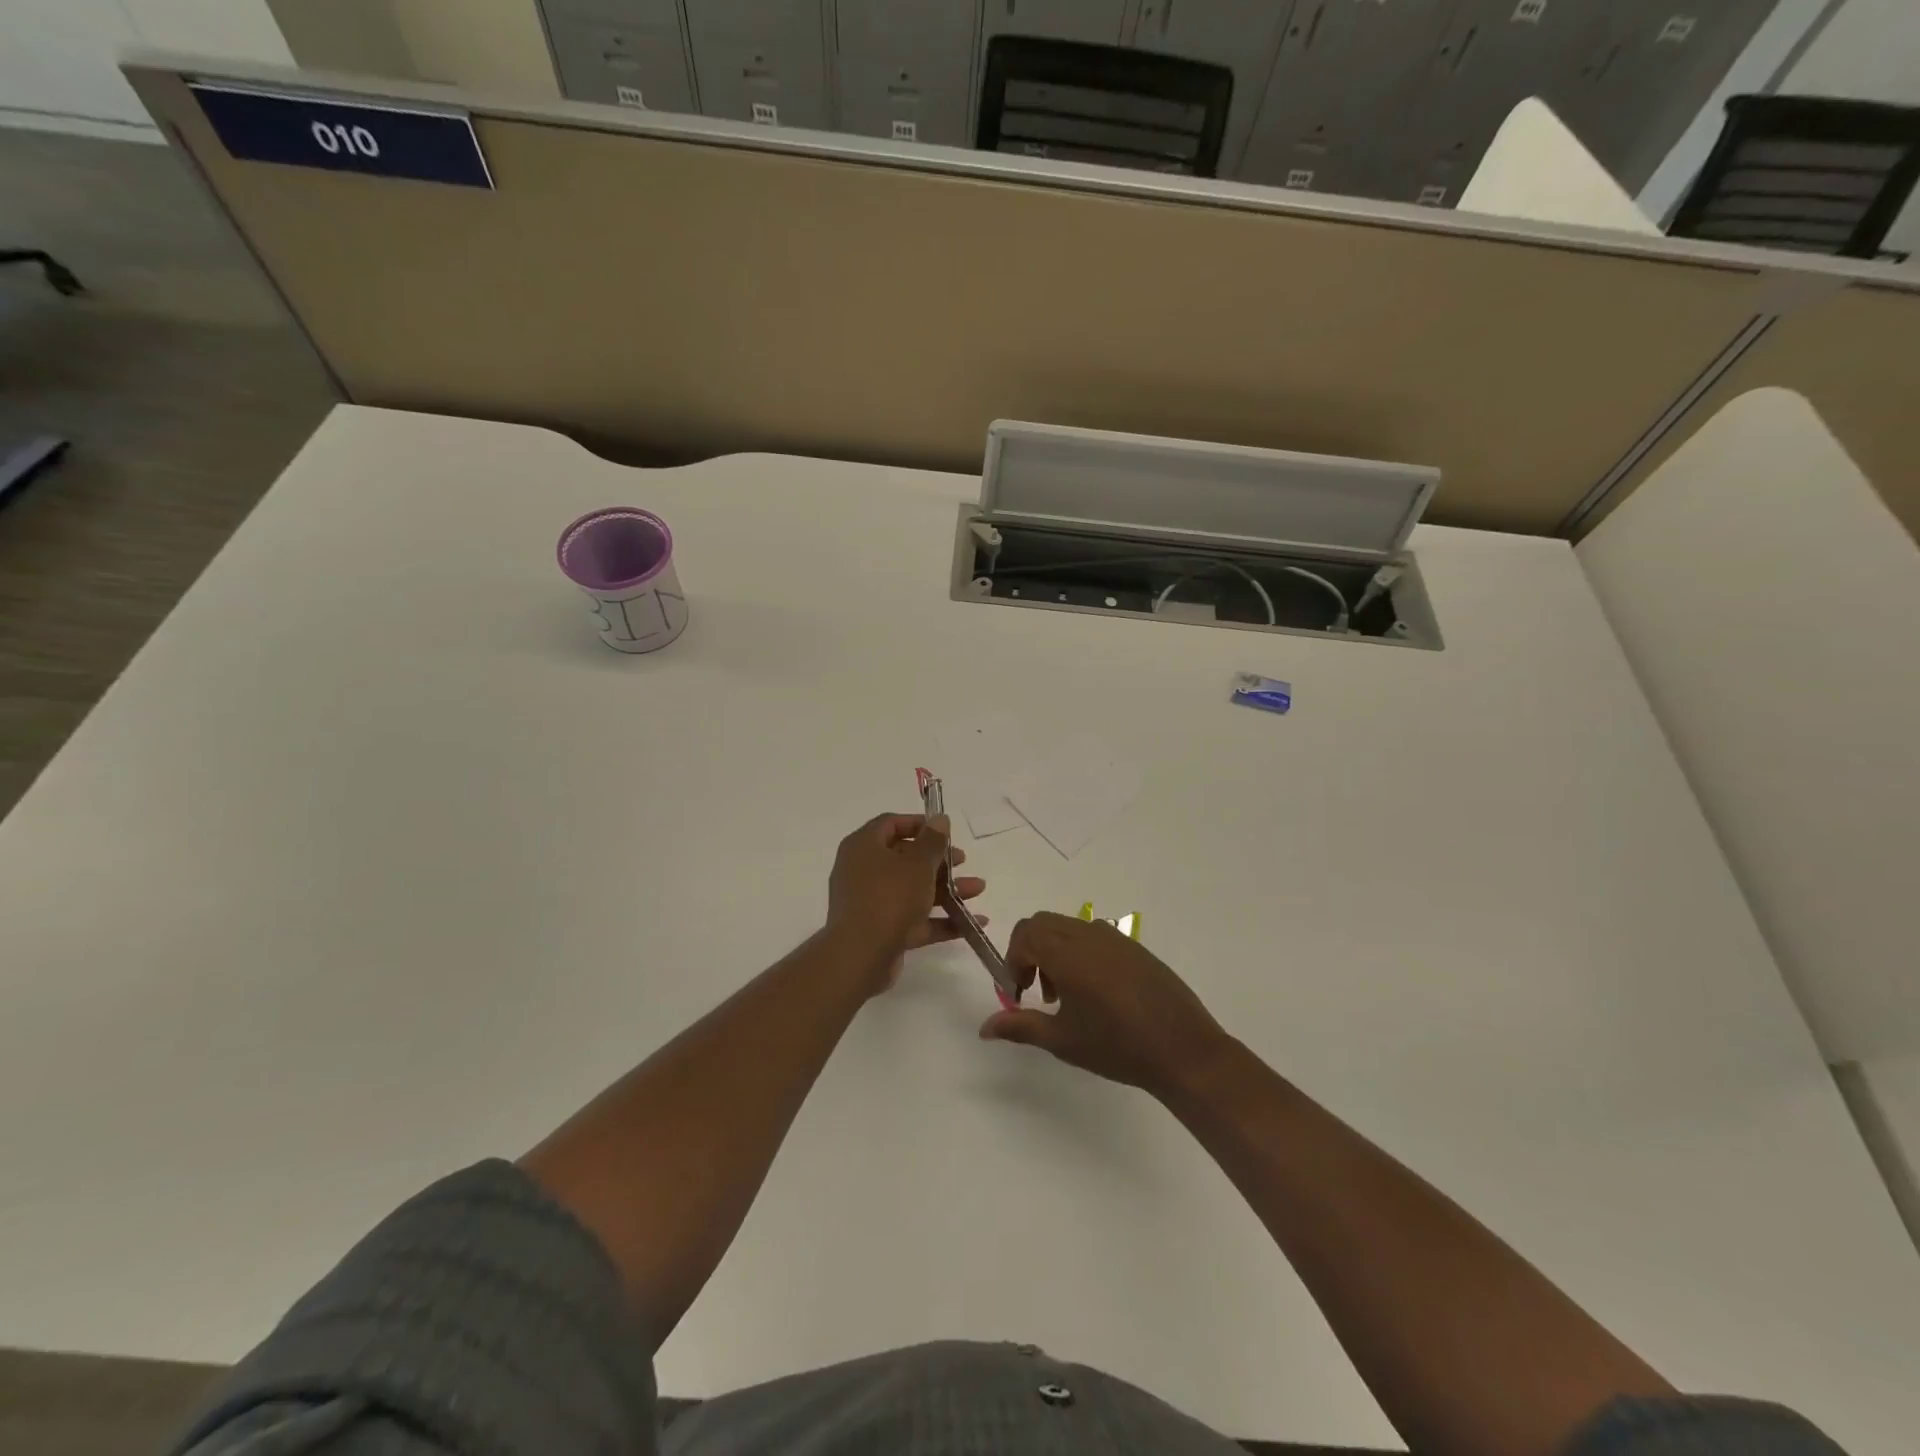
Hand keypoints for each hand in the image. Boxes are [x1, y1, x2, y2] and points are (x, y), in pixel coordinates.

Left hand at [827, 813, 985, 989]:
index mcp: (864, 846)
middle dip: (939, 861)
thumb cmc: (889, 897)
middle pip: (904, 858)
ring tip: (978, 890)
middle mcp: (862, 870)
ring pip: (912, 890)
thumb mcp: (918, 864)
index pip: (891, 823)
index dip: (919, 824)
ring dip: (946, 889)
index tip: (945, 832)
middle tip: (963, 862)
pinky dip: (939, 920)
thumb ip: (933, 841)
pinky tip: (971, 923)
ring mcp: (870, 902)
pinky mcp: (881, 930)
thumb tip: (940, 818)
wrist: (861, 955)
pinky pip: (913, 919)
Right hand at [979, 912, 1229, 1098]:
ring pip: (1069, 927)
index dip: (1013, 961)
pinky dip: (1080, 953)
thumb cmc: (1116, 1046)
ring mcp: (1116, 938)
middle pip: (1043, 924)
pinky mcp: (1135, 948)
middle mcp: (1089, 934)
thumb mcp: (1062, 1040)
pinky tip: (1097, 994)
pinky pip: (1095, 937)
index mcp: (1067, 952)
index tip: (1018, 994)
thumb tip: (984, 1028)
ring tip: (1066, 996)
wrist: (1182, 1049)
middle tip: (1037, 991)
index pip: (1025, 933)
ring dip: (1055, 951)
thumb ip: (1020, 1027)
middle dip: (1030, 951)